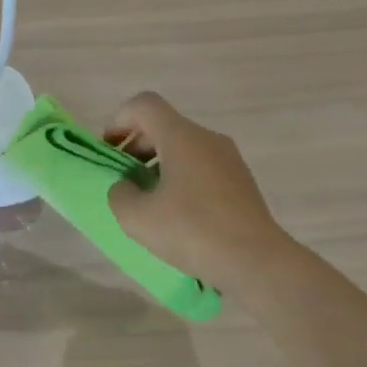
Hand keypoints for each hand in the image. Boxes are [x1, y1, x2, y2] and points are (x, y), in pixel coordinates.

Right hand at [104, 92, 288, 287]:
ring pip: (184, 147)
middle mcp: (208, 139)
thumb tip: (127, 186)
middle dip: (136, 146)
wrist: (257, 262)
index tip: (109, 151)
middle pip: (164, 126)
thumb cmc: (192, 231)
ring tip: (148, 200)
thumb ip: (119, 194)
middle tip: (122, 178)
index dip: (119, 121)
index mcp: (181, 137)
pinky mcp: (241, 182)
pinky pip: (202, 167)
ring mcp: (229, 160)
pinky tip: (177, 214)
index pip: (144, 105)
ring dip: (158, 164)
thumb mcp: (137, 217)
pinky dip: (181, 178)